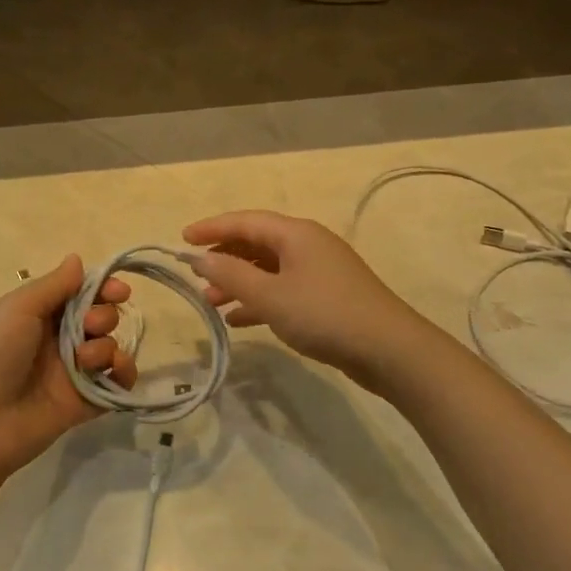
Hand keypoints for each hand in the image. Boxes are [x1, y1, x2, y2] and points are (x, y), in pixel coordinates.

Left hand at [0, 257, 136, 481]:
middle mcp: (56, 341)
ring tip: (85, 359)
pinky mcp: (83, 404)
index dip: (101, 289)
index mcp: (37, 316)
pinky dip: (124, 373)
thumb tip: (77, 259)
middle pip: (99, 318)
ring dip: (106, 346)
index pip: (79, 294)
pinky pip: (115, 384)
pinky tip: (116, 370)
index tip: (118, 290)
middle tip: (88, 326)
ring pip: (108, 348)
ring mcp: (71, 374)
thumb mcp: (17, 309)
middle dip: (103, 316)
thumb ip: (54, 285)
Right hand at [183, 210, 434, 387]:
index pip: (245, 220)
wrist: (390, 350)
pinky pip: (283, 290)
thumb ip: (231, 275)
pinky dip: (260, 300)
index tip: (181, 239)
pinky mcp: (327, 297)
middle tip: (196, 277)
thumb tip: (200, 258)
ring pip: (269, 269)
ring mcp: (320, 271)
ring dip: (240, 282)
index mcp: (295, 234)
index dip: (211, 227)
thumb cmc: (324, 314)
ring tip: (212, 303)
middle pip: (257, 242)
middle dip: (224, 258)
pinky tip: (240, 320)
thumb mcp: (270, 296)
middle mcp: (308, 244)